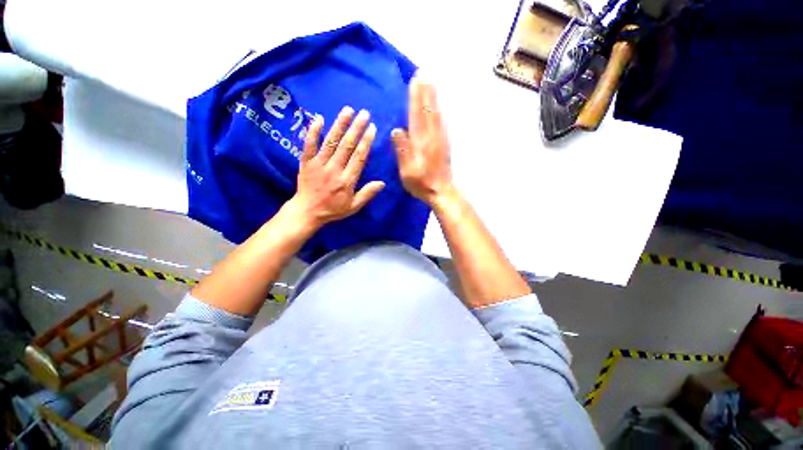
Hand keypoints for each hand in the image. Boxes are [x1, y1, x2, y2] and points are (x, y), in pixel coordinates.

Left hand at [286, 107, 384, 230]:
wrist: (307, 212)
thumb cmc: (333, 209)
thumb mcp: (354, 207)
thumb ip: (367, 194)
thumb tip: (382, 183)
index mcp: (347, 180)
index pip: (359, 157)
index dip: (366, 141)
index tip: (372, 128)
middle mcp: (334, 169)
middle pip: (347, 145)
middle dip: (356, 128)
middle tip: (364, 113)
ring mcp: (319, 164)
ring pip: (331, 141)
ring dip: (340, 125)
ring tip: (348, 110)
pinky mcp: (306, 162)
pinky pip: (309, 145)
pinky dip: (313, 131)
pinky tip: (319, 118)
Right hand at [391, 75, 454, 205]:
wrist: (442, 192)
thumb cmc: (422, 184)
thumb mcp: (407, 172)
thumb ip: (403, 151)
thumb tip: (397, 130)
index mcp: (421, 142)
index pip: (417, 115)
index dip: (415, 97)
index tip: (415, 80)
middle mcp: (432, 137)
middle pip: (428, 110)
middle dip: (426, 91)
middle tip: (423, 74)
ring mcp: (440, 139)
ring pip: (437, 113)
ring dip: (433, 97)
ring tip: (431, 83)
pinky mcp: (445, 144)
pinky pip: (442, 122)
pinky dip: (439, 110)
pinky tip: (438, 106)